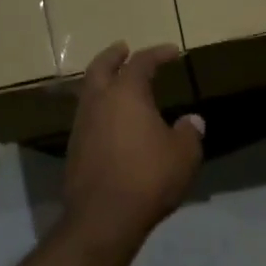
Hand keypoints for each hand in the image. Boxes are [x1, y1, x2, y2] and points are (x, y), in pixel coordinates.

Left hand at [63, 42, 203, 252]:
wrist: (104, 217)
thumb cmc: (149, 178)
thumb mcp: (183, 155)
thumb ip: (188, 133)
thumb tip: (191, 121)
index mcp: (126, 94)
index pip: (141, 63)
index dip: (157, 54)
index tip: (172, 52)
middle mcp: (98, 102)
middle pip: (100, 68)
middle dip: (113, 56)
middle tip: (123, 48)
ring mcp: (81, 126)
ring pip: (88, 92)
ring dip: (101, 82)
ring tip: (116, 85)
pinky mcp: (74, 149)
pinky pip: (87, 117)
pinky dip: (99, 109)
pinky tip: (111, 122)